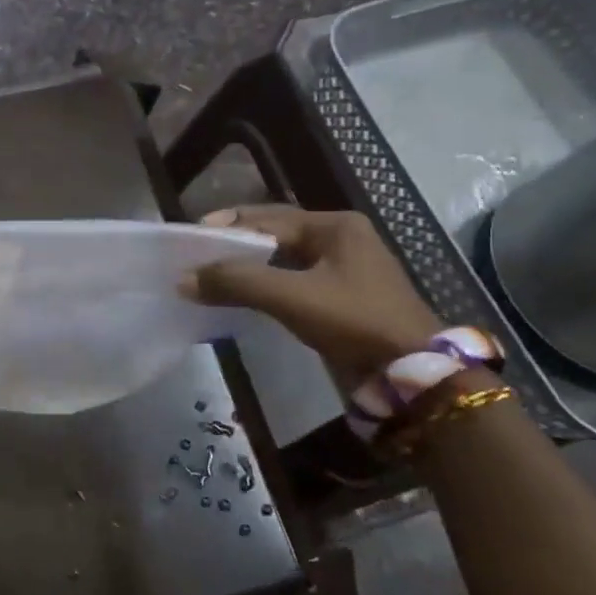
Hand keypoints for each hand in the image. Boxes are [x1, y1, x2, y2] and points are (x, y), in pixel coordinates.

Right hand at [182, 204, 442, 385]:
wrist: (412, 376)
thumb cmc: (355, 321)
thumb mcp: (292, 296)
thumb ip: (237, 281)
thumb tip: (183, 279)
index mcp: (335, 226)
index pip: (268, 218)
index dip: (227, 226)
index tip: (190, 238)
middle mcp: (340, 240)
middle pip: (274, 236)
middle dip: (235, 246)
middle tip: (196, 257)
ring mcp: (344, 270)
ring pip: (282, 261)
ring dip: (248, 268)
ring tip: (211, 276)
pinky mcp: (341, 299)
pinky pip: (292, 283)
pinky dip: (264, 286)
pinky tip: (241, 297)